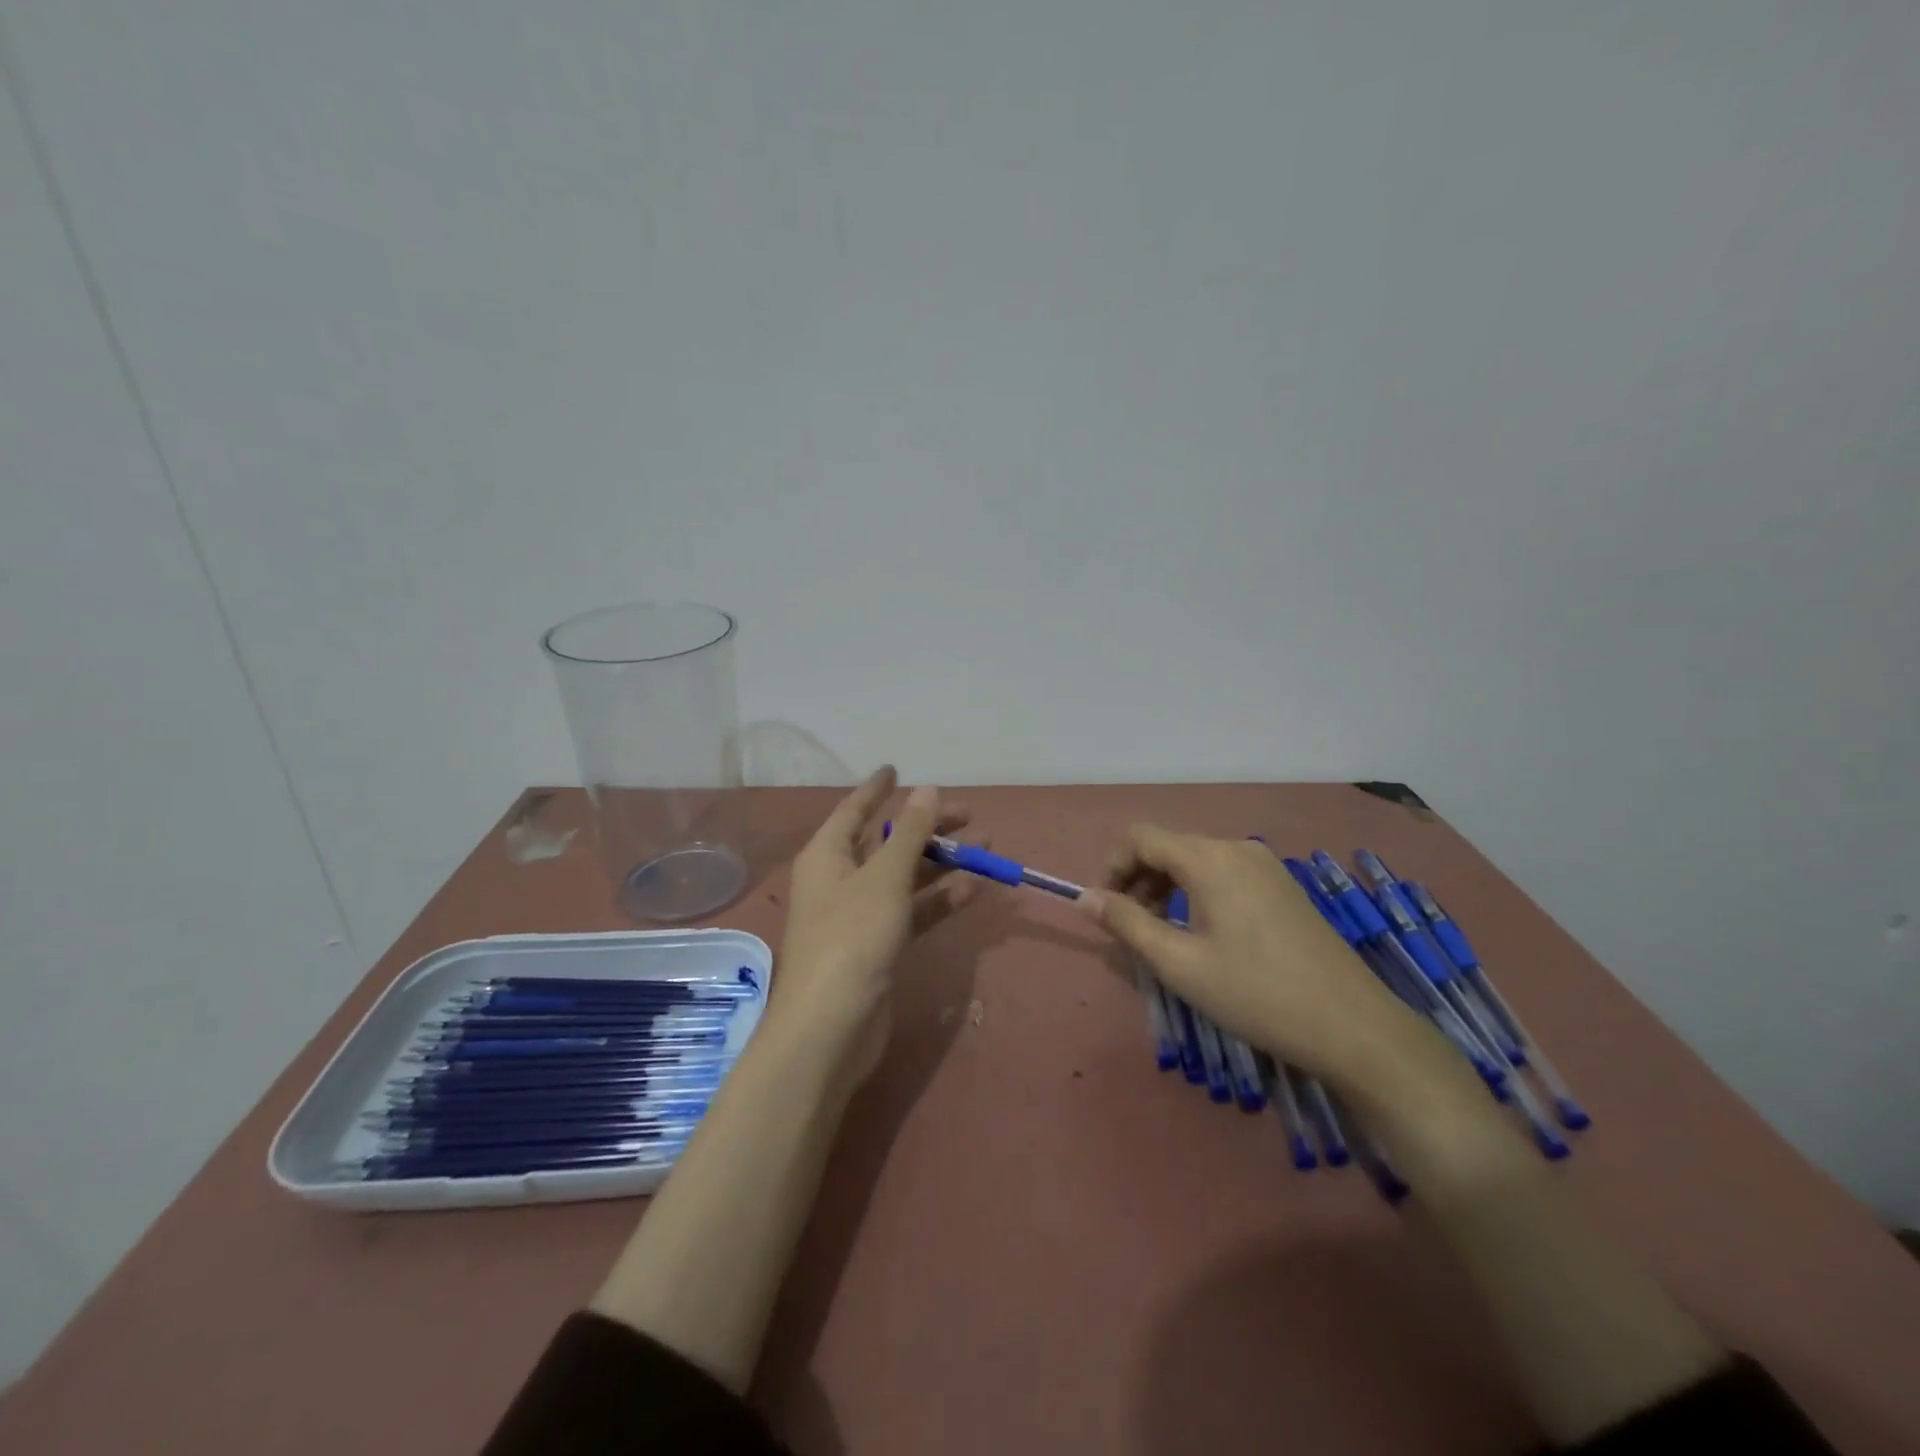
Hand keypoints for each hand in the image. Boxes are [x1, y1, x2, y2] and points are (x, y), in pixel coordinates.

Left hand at [773, 767, 979, 1082]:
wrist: (832, 1026)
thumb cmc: (852, 937)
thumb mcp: (884, 878)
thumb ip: (910, 834)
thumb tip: (926, 789)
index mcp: (828, 855)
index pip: (854, 810)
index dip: (876, 789)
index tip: (897, 768)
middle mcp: (841, 879)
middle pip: (887, 843)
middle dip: (926, 828)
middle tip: (969, 814)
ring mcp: (860, 915)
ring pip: (905, 877)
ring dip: (942, 863)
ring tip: (986, 848)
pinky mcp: (879, 946)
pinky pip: (913, 910)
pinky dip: (939, 899)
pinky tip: (973, 889)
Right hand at [1077, 825, 1429, 1085]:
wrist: (1352, 1026)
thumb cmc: (1256, 994)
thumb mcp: (1179, 963)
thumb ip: (1126, 923)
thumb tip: (1084, 897)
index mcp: (1209, 858)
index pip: (1140, 837)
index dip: (1111, 867)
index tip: (1104, 909)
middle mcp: (1236, 848)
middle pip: (1168, 846)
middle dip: (1138, 879)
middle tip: (1130, 928)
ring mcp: (1265, 865)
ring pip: (1196, 860)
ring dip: (1166, 887)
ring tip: (1162, 934)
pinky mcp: (1282, 885)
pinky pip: (1224, 873)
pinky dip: (1197, 892)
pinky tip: (1203, 933)